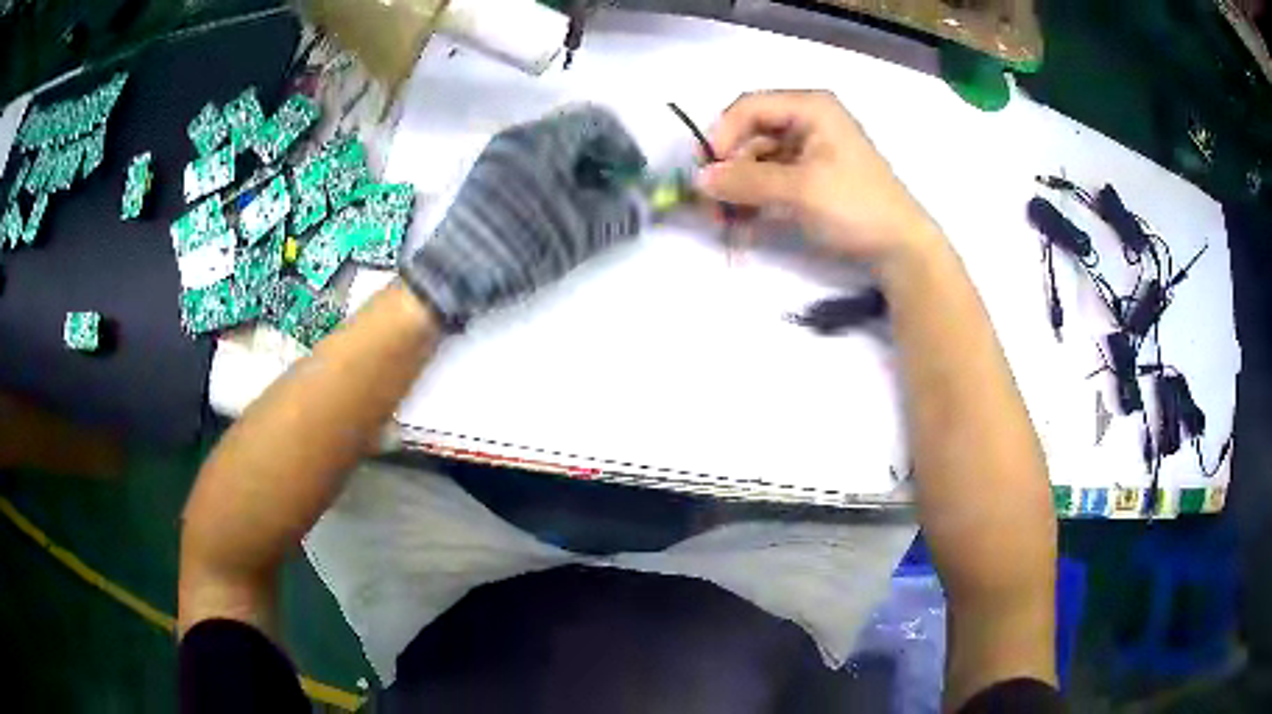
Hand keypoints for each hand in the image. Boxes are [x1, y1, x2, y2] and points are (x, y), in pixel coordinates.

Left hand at [400, 105, 646, 328]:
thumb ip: (620, 213)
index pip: (597, 119)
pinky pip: (529, 166)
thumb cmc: (520, 246)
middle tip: (614, 196)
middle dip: (602, 161)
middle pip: (573, 133)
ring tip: (586, 211)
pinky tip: (554, 215)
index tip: (634, 178)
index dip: (624, 145)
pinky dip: (552, 181)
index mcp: (543, 139)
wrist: (450, 276)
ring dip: (577, 173)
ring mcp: (495, 157)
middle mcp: (517, 137)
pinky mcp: (482, 179)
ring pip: (550, 150)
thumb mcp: (580, 233)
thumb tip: (642, 205)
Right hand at [695, 90, 939, 263]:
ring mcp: (807, 151)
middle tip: (710, 206)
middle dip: (727, 171)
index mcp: (810, 108)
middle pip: (749, 136)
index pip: (749, 107)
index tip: (706, 172)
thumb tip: (698, 180)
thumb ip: (746, 182)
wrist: (899, 248)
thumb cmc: (856, 206)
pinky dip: (754, 202)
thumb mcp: (800, 191)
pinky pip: (769, 182)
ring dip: (737, 192)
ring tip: (724, 225)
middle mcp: (805, 122)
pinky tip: (743, 228)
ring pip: (755, 163)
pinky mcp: (808, 178)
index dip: (721, 135)